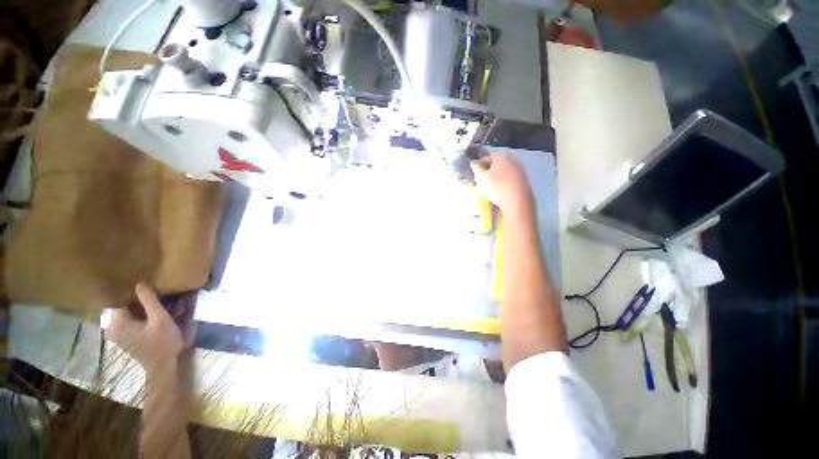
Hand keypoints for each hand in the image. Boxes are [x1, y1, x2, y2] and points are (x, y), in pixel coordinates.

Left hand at [107, 283, 185, 372]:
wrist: (162, 366)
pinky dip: (133, 312)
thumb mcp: (160, 319)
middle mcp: (111, 326)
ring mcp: (116, 333)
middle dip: (130, 296)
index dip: (127, 289)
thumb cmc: (163, 342)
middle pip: (119, 305)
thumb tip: (139, 283)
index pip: (118, 298)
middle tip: (145, 286)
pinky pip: (125, 318)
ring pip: (122, 311)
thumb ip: (149, 301)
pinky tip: (145, 309)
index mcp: (117, 322)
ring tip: (146, 294)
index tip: (137, 279)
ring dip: (133, 304)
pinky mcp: (122, 336)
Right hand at [470, 155, 532, 213]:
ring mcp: (520, 171)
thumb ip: (476, 168)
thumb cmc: (497, 187)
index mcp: (502, 157)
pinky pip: (510, 180)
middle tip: (481, 181)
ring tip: (490, 188)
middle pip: (496, 165)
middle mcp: (513, 160)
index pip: (486, 158)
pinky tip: (500, 192)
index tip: (474, 174)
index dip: (478, 166)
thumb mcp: (481, 177)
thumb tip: (474, 163)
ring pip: (503, 173)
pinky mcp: (524, 182)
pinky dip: (504, 184)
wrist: (518, 202)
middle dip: (488, 172)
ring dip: (496, 178)